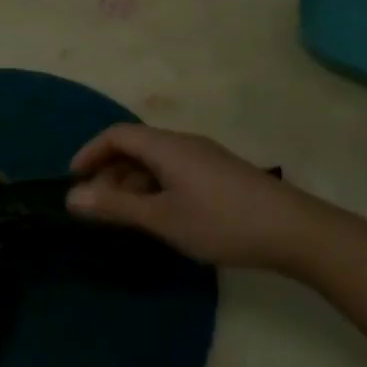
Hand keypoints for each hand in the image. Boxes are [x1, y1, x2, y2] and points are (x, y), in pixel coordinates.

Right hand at [67, 124, 350, 270]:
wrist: (294, 231)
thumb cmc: (220, 222)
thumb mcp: (162, 218)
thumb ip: (115, 208)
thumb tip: (72, 197)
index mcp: (166, 146)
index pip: (116, 135)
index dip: (90, 153)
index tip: (73, 181)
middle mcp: (183, 143)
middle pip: (135, 147)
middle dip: (109, 174)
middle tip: (97, 208)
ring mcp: (204, 158)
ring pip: (156, 162)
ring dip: (132, 184)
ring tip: (125, 218)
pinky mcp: (220, 174)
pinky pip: (174, 172)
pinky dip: (155, 189)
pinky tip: (160, 217)